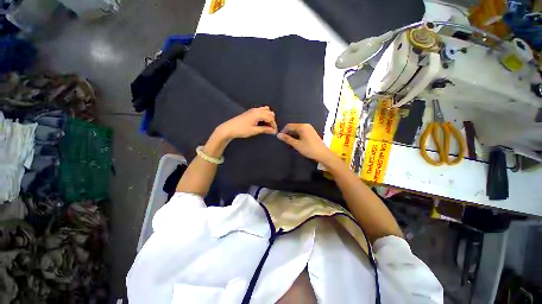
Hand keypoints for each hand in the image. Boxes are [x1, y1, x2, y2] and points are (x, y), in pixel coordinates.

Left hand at [216, 106, 277, 139]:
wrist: (229, 128)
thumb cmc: (242, 130)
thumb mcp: (254, 131)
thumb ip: (265, 129)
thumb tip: (273, 131)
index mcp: (258, 114)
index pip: (270, 118)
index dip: (274, 125)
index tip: (274, 132)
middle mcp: (256, 110)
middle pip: (269, 113)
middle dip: (272, 121)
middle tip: (271, 129)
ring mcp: (253, 110)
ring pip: (266, 110)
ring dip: (268, 117)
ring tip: (267, 126)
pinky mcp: (250, 112)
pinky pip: (261, 111)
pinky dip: (264, 116)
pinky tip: (262, 122)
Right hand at [277, 123, 333, 162]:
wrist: (323, 154)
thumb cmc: (309, 149)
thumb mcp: (297, 144)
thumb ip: (287, 139)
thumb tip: (278, 135)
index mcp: (302, 126)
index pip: (289, 126)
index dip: (283, 131)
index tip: (280, 138)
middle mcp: (306, 125)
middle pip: (293, 127)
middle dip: (288, 132)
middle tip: (284, 140)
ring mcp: (309, 128)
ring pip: (297, 129)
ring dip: (292, 134)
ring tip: (289, 142)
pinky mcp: (311, 132)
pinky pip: (301, 131)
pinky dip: (297, 135)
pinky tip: (296, 141)